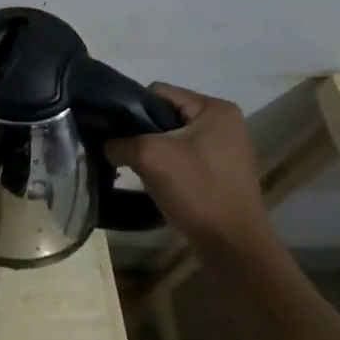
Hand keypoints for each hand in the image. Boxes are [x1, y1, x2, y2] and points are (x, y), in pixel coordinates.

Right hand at [105, 84, 267, 247]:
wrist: (233, 246)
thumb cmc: (196, 190)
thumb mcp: (149, 157)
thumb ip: (120, 142)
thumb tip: (106, 144)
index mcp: (215, 108)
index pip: (158, 92)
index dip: (132, 108)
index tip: (115, 131)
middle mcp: (225, 122)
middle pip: (166, 114)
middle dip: (142, 132)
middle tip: (123, 152)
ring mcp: (226, 149)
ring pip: (174, 138)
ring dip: (154, 151)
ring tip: (137, 169)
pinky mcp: (223, 172)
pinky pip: (185, 157)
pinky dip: (168, 166)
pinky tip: (156, 182)